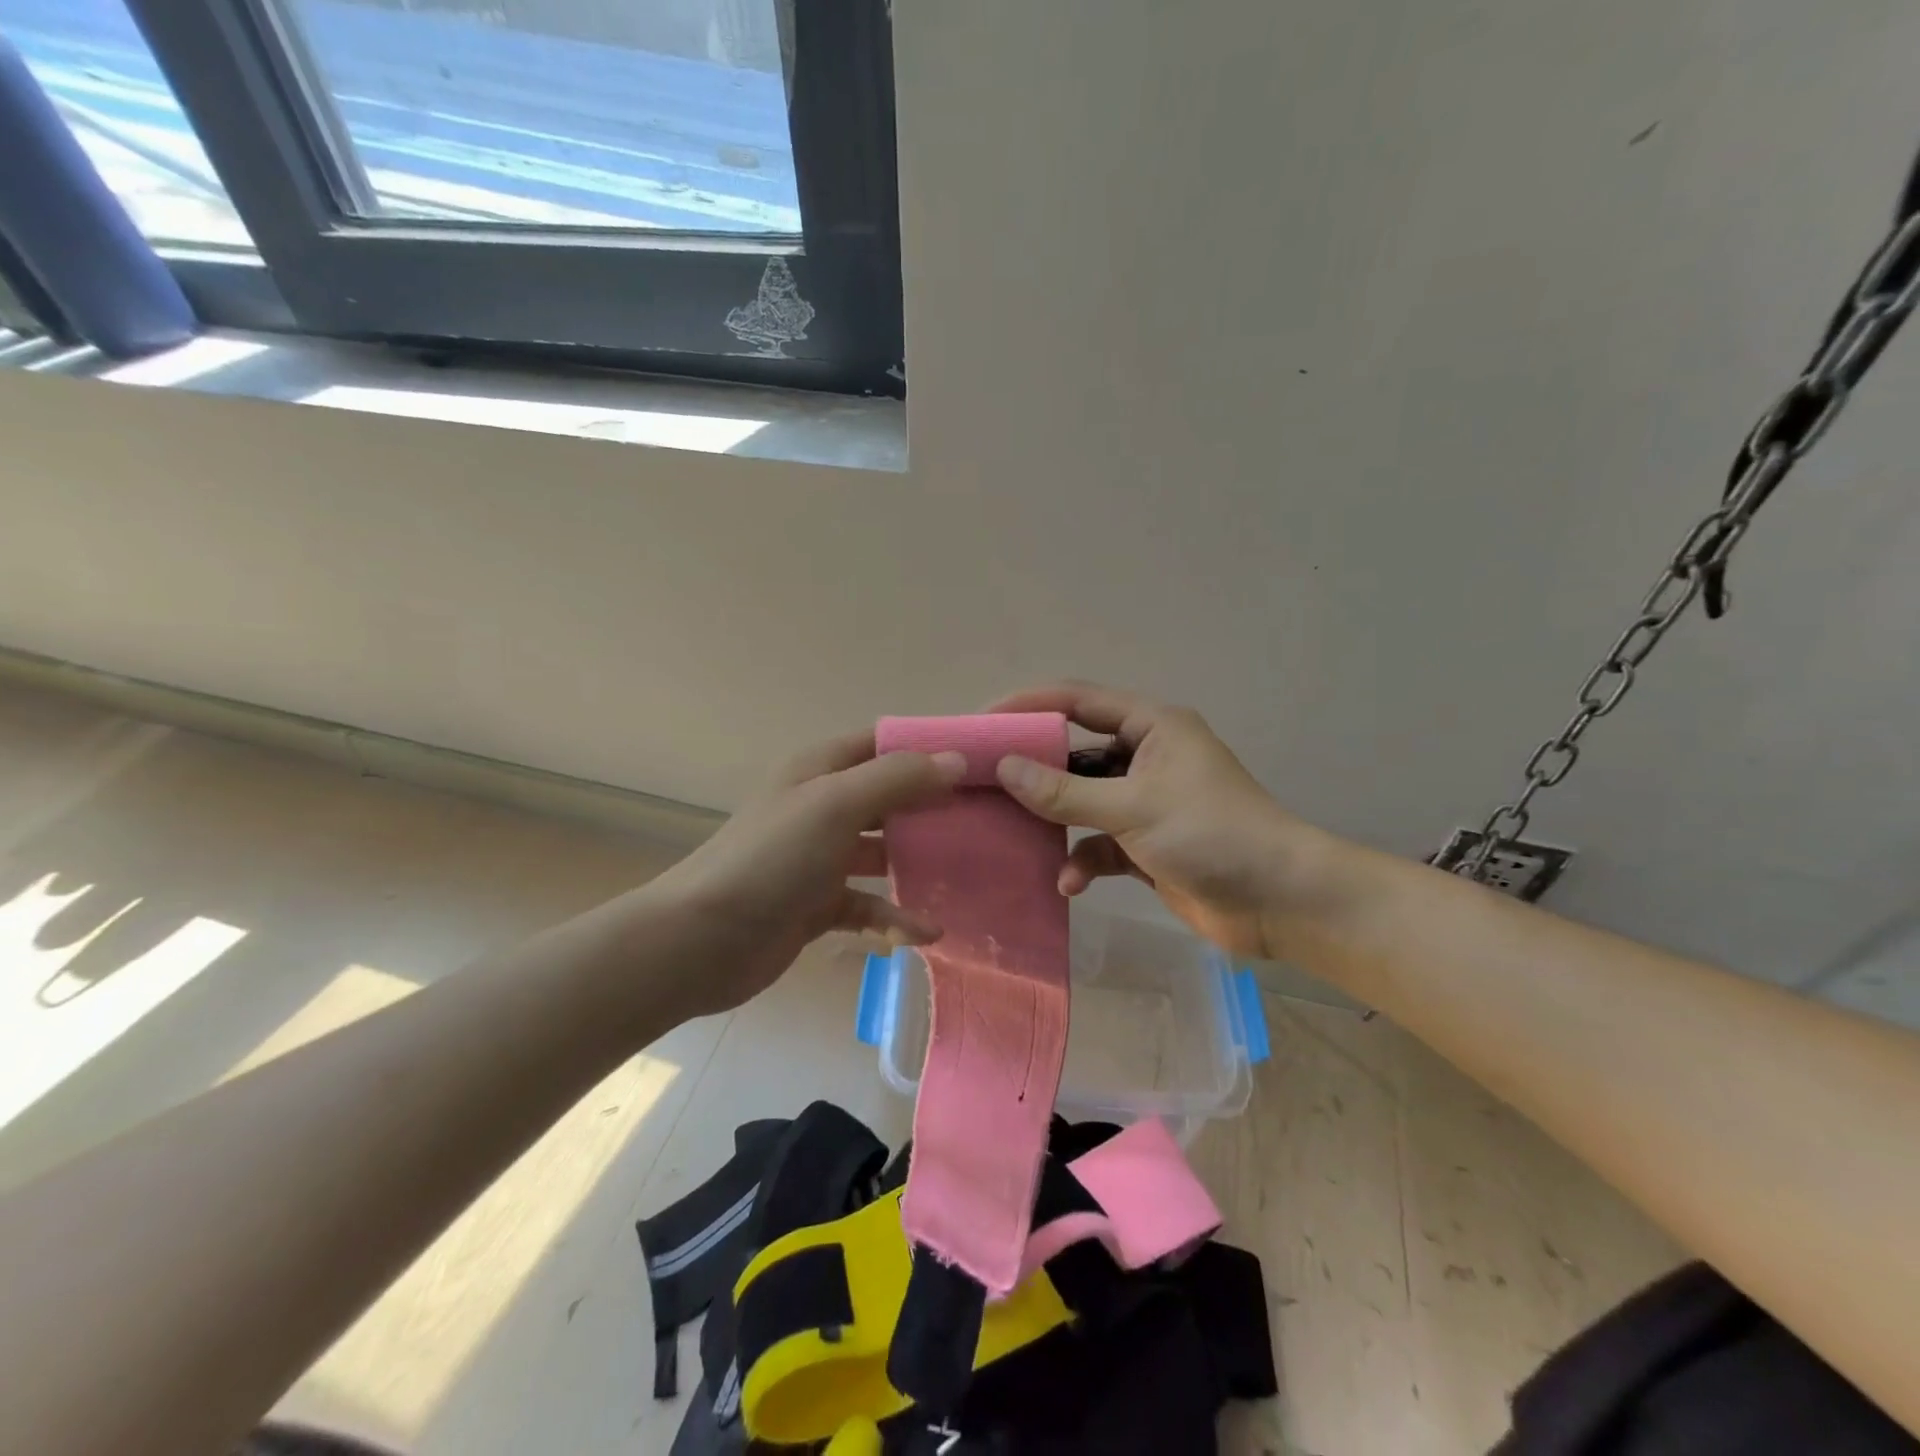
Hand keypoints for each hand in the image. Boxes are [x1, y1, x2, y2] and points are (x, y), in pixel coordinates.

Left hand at [637, 732, 966, 1017]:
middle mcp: (822, 807)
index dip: (927, 748)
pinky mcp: (818, 905)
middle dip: (932, 808)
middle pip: (889, 798)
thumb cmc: (772, 859)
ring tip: (967, 875)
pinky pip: (868, 904)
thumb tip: (954, 762)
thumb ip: (897, 779)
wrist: (702, 940)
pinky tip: (926, 931)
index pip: (883, 744)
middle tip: (986, 821)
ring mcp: (820, 858)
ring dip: (919, 864)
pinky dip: (894, 915)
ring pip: (883, 853)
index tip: (979, 762)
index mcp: (821, 770)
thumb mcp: (835, 804)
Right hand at [989, 682, 1318, 960]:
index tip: (983, 722)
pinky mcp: (1145, 844)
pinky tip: (1069, 883)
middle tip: (985, 782)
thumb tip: (1004, 767)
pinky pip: (1098, 843)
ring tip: (1015, 835)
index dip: (1030, 705)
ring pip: (1083, 801)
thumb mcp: (1133, 807)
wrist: (1281, 902)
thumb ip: (1065, 792)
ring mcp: (1145, 802)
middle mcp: (1146, 757)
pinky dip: (1082, 860)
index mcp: (1152, 727)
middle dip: (1034, 771)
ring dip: (1055, 821)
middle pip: (1075, 753)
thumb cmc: (1211, 834)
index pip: (1078, 701)